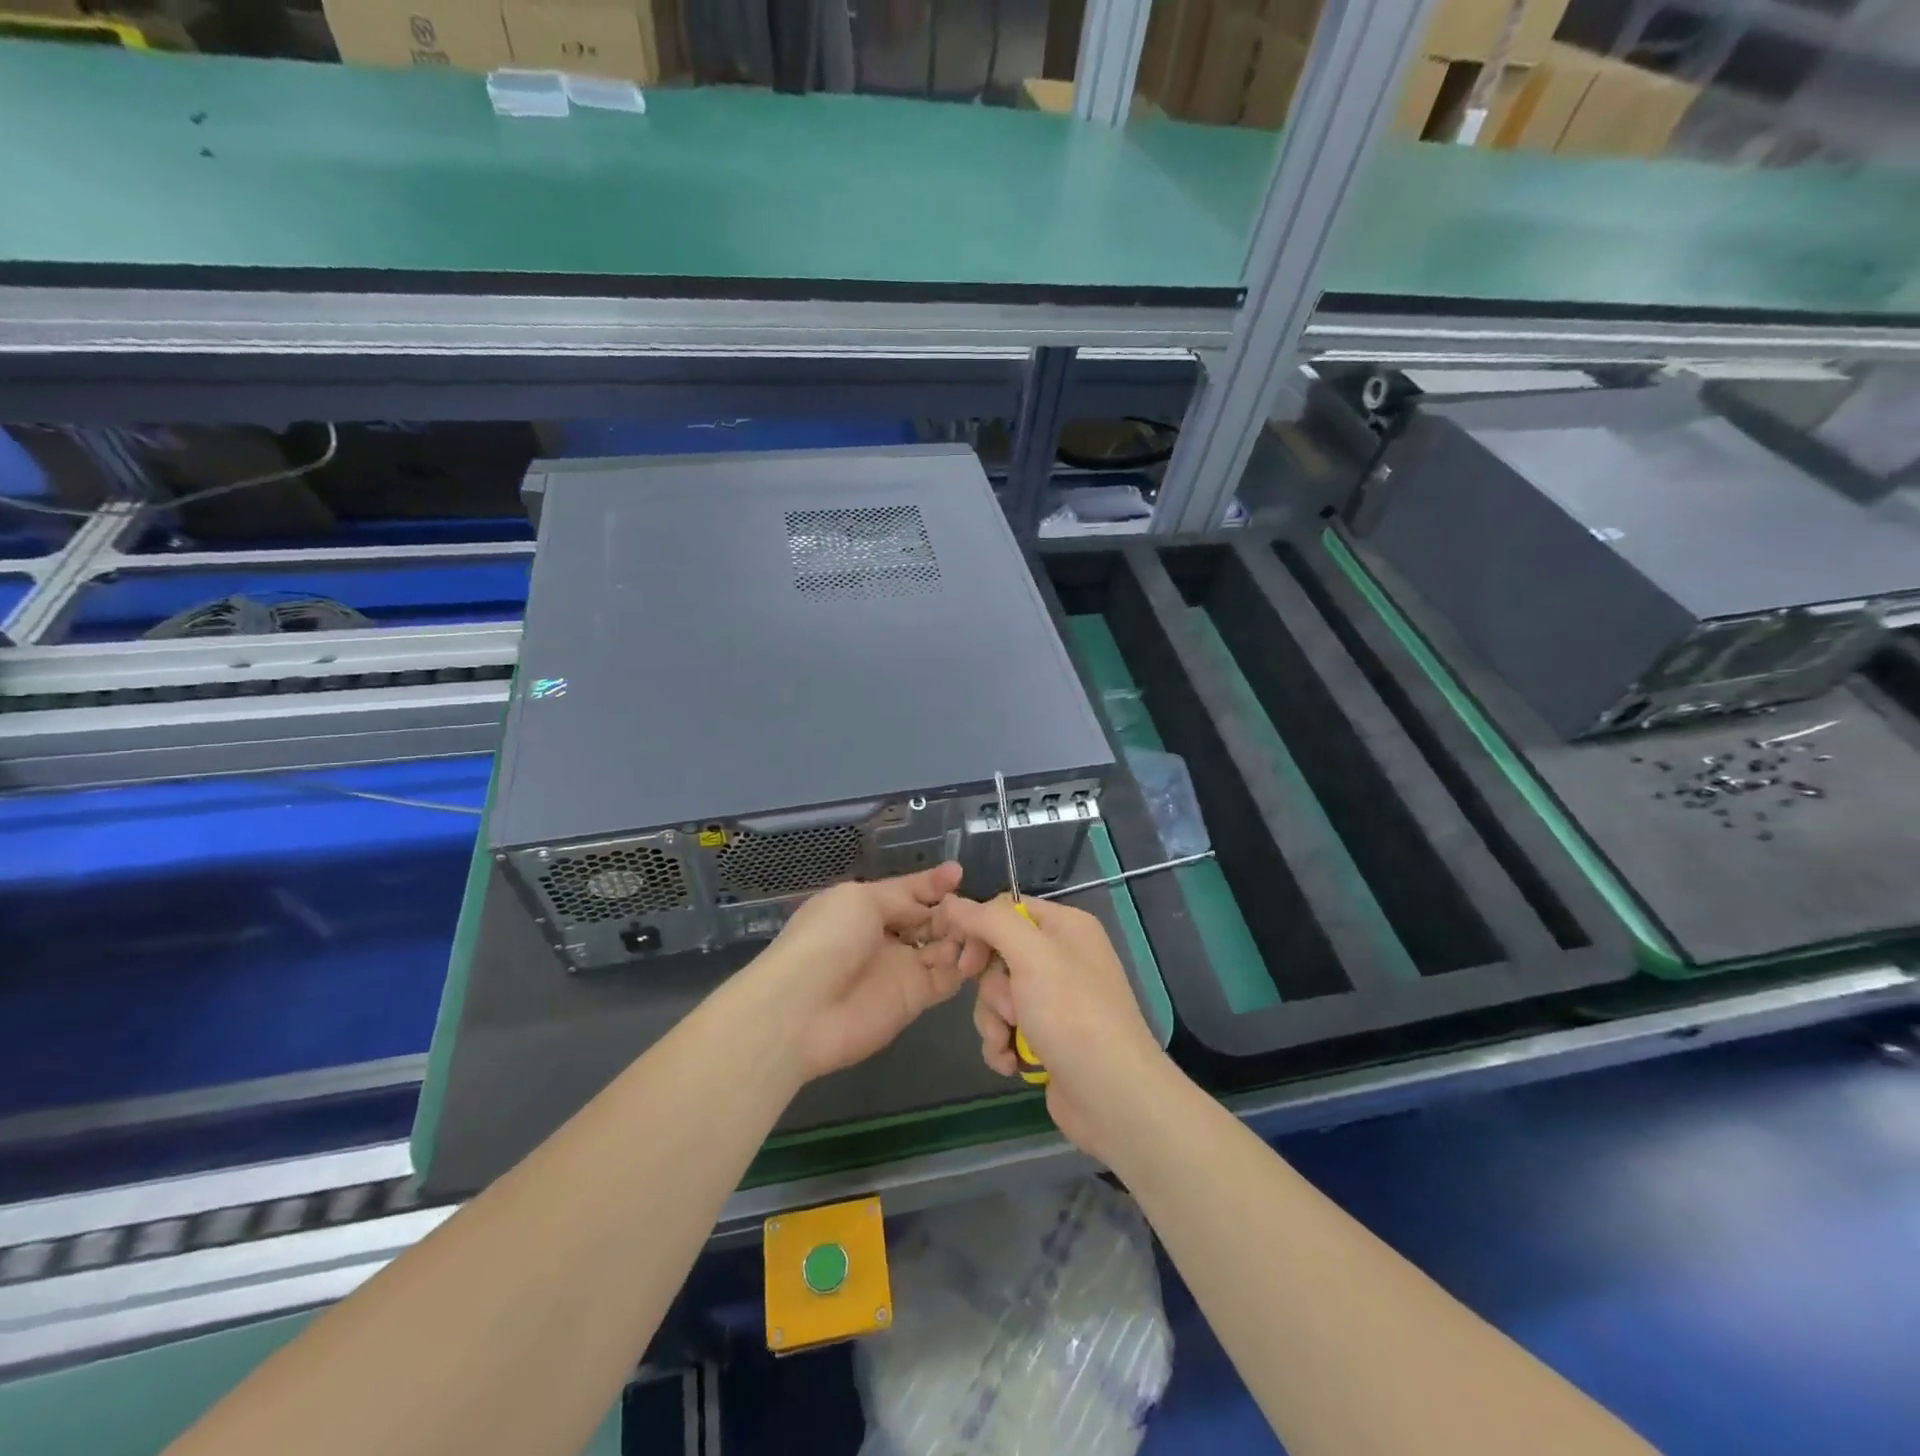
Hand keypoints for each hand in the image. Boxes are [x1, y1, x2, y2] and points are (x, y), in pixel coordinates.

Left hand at [749, 862, 971, 1081]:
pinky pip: (948, 977)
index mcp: (866, 907)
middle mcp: (886, 936)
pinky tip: (977, 951)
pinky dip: (964, 965)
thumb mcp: (860, 900)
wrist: (802, 1009)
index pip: (907, 891)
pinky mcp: (916, 998)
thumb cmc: (827, 940)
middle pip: (930, 919)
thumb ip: (902, 898)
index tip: (959, 873)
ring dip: (962, 935)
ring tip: (979, 926)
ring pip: (944, 946)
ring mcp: (902, 967)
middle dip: (952, 909)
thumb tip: (932, 903)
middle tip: (974, 905)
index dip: (932, 883)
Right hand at [930, 894, 1174, 1164]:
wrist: (1112, 1096)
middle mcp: (1062, 957)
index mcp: (1066, 926)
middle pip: (998, 955)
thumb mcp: (1031, 955)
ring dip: (994, 1020)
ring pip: (997, 995)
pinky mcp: (1046, 1035)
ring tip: (1009, 1042)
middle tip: (1007, 1008)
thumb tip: (952, 902)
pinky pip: (1006, 1026)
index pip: (1007, 909)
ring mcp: (1055, 999)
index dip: (980, 931)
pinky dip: (1002, 1043)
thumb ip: (989, 922)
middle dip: (992, 988)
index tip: (966, 962)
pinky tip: (1011, 1063)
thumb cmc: (1072, 1014)